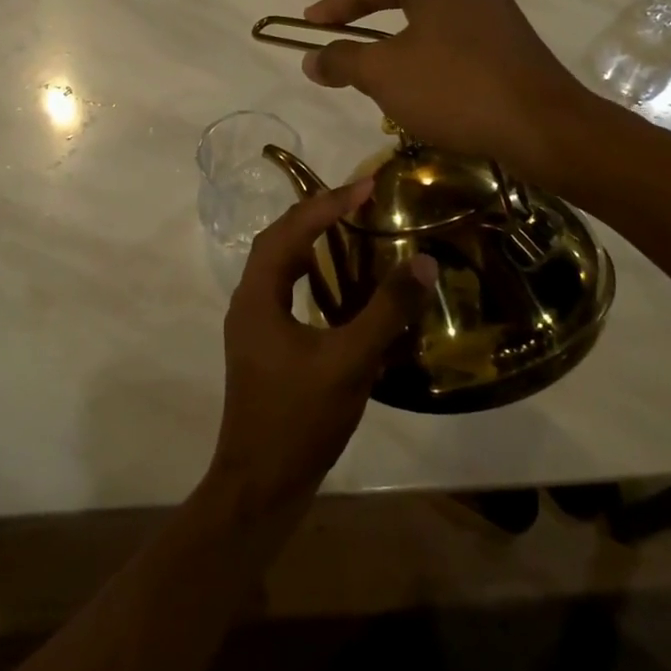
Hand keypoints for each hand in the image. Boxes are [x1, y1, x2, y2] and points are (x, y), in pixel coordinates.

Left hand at [207, 181, 435, 521]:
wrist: (261, 484)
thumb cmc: (299, 419)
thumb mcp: (349, 362)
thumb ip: (386, 311)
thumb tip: (422, 261)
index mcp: (258, 297)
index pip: (290, 232)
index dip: (327, 205)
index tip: (365, 186)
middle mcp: (248, 302)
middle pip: (278, 241)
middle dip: (316, 215)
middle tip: (358, 200)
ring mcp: (252, 326)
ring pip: (278, 267)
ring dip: (309, 241)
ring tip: (348, 228)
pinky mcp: (263, 347)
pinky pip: (285, 291)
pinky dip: (309, 274)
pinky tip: (337, 286)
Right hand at [301, 0, 608, 181]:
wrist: (541, 126)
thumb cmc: (454, 87)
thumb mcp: (383, 73)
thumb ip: (341, 60)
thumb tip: (311, 59)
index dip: (333, 8)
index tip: (306, 24)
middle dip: (365, 23)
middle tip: (335, 41)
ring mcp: (494, 7)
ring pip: (426, 22)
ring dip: (395, 45)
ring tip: (370, 68)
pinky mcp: (509, 39)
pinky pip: (451, 40)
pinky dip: (425, 57)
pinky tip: (417, 84)